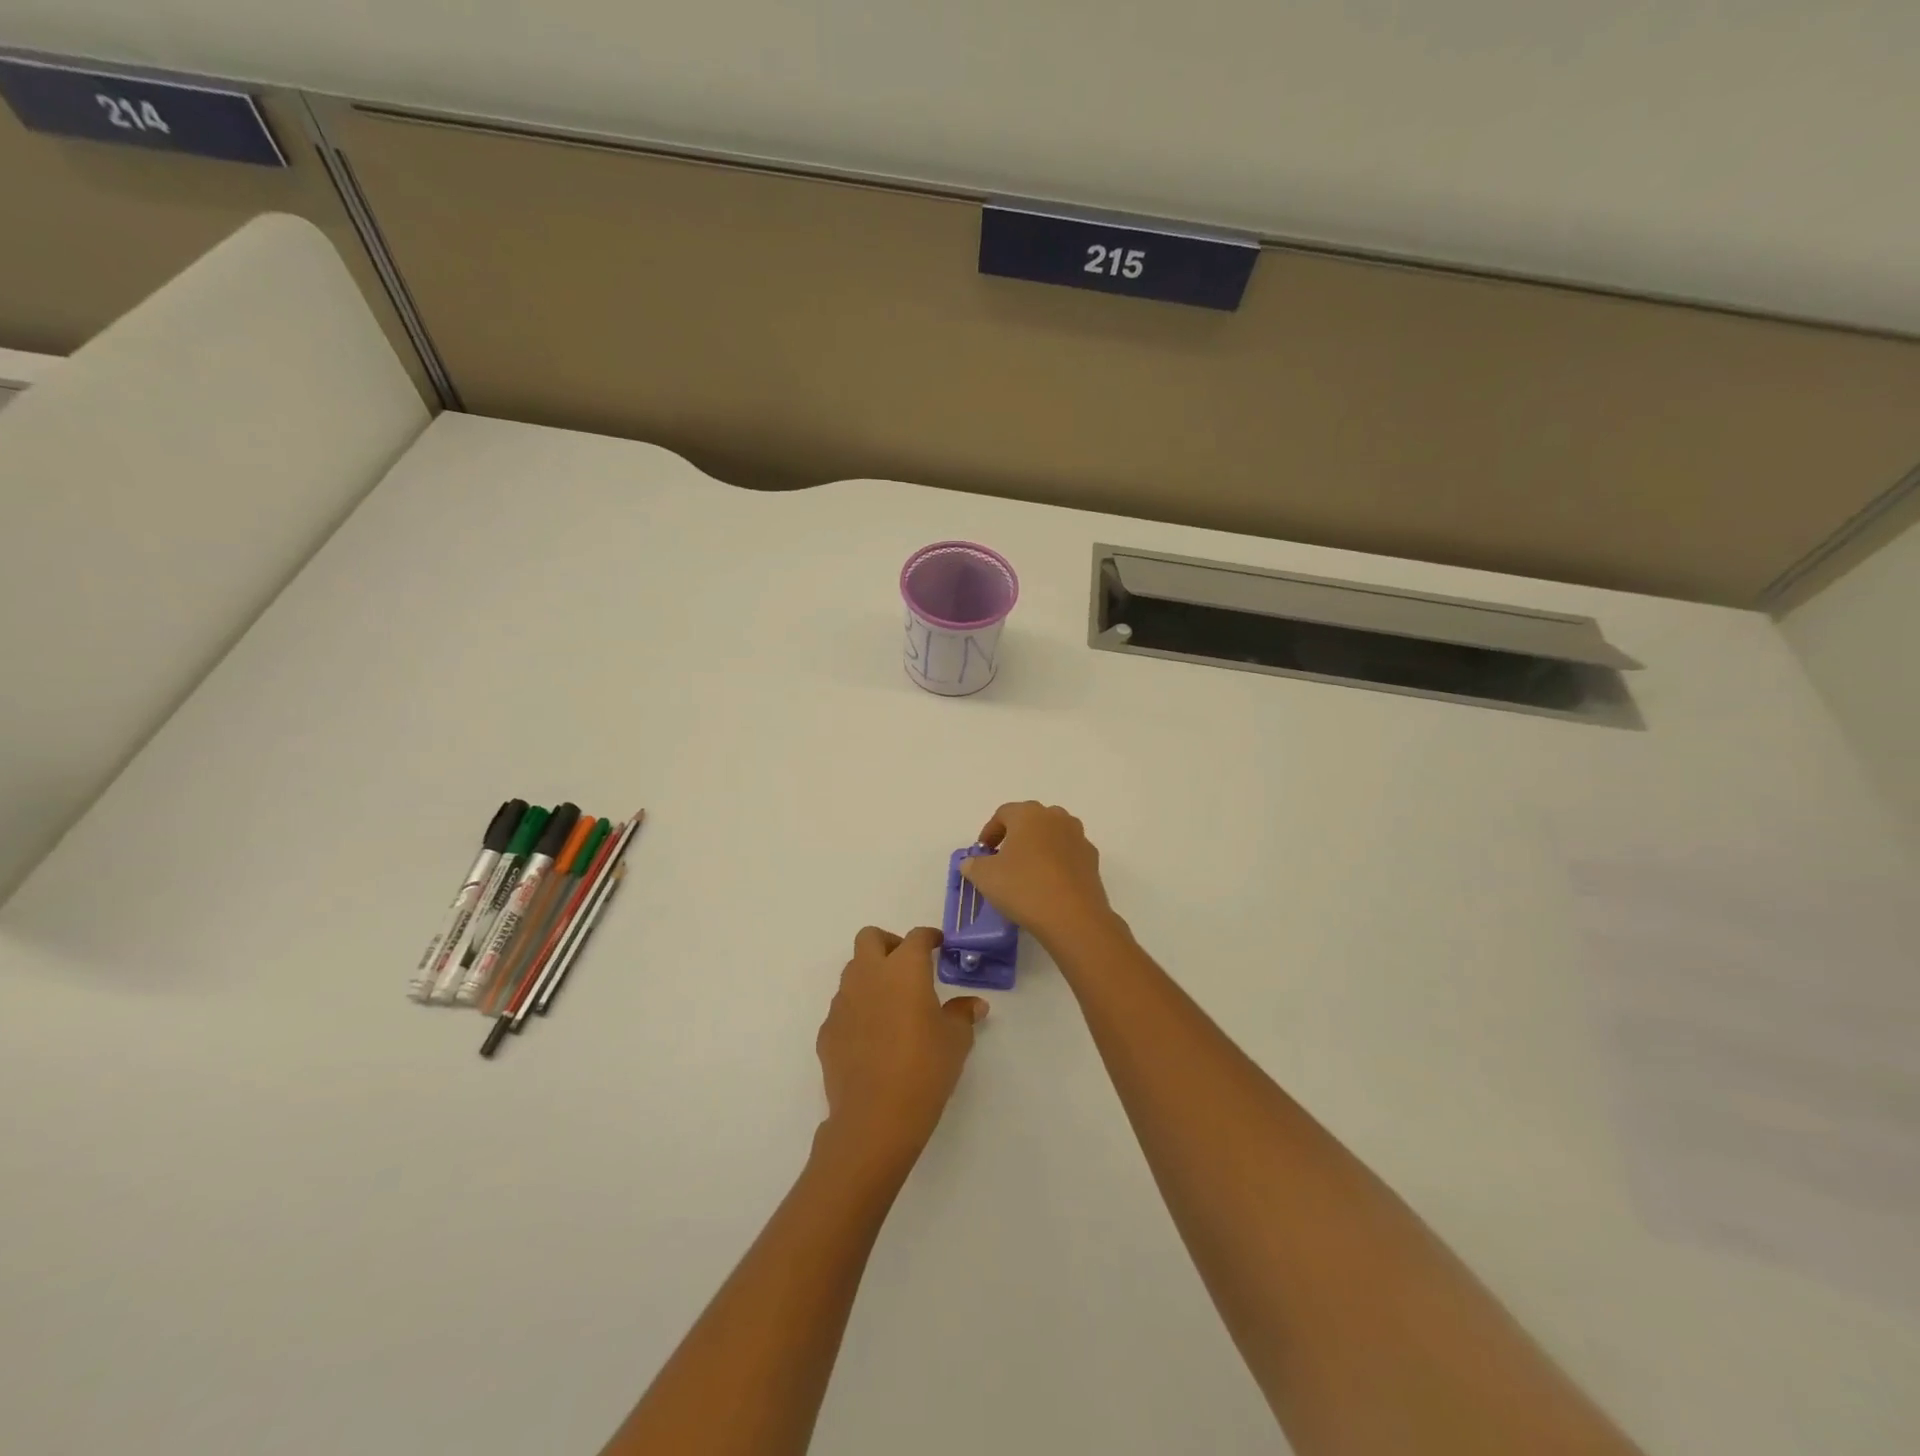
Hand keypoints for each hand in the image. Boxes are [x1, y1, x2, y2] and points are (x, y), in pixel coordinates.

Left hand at [815, 926, 987, 1175]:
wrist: (874, 1117)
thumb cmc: (924, 1069)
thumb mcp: (956, 1041)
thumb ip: (962, 1014)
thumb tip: (973, 1005)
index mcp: (904, 969)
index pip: (916, 937)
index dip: (929, 937)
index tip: (938, 945)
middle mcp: (868, 975)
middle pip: (870, 938)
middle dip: (889, 943)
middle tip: (907, 966)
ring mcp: (842, 1002)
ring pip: (853, 971)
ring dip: (871, 977)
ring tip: (891, 1005)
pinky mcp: (827, 1030)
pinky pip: (843, 1008)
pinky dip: (858, 1011)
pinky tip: (872, 1038)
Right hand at [960, 802, 1116, 949]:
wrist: (1073, 916)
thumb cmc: (1023, 887)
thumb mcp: (985, 877)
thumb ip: (974, 865)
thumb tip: (972, 862)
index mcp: (1028, 814)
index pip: (1003, 814)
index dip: (989, 832)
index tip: (983, 853)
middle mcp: (1056, 817)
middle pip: (1030, 821)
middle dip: (1015, 837)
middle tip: (1003, 860)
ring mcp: (1078, 837)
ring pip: (1052, 835)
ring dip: (1038, 848)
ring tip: (1027, 873)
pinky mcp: (1092, 859)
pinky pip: (1068, 854)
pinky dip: (1056, 863)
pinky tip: (1048, 885)